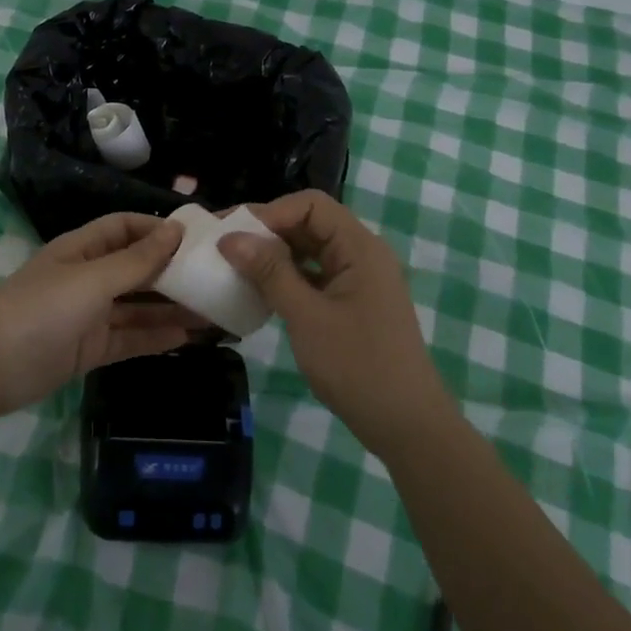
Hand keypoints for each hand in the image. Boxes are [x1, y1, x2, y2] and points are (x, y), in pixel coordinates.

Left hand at [0, 213, 202, 414]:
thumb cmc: (41, 310)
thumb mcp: (91, 280)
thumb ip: (136, 261)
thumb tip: (175, 231)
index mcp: (82, 250)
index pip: (125, 228)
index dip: (157, 230)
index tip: (196, 239)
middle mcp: (88, 278)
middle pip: (137, 269)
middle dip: (173, 273)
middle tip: (216, 279)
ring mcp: (89, 315)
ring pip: (138, 308)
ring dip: (172, 309)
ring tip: (214, 312)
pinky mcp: (90, 349)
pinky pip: (130, 339)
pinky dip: (157, 338)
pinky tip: (189, 339)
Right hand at [217, 190, 447, 450]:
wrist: (406, 425)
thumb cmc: (358, 366)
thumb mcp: (307, 317)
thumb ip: (270, 272)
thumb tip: (230, 238)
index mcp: (359, 248)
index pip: (311, 205)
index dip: (270, 212)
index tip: (234, 234)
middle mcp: (361, 254)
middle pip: (310, 223)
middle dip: (267, 231)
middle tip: (224, 247)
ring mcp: (358, 279)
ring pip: (309, 250)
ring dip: (274, 255)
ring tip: (235, 267)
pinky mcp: (351, 302)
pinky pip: (314, 275)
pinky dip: (286, 277)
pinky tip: (259, 292)